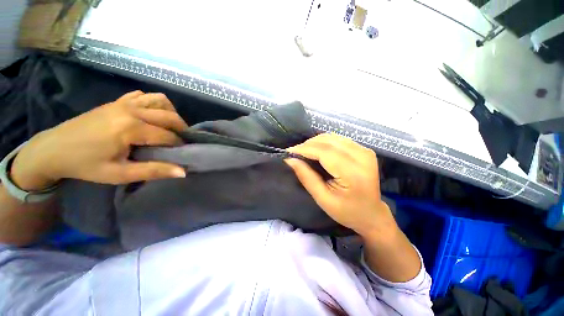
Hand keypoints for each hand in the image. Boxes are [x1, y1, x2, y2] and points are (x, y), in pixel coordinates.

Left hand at [11, 91, 188, 190]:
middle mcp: (131, 110)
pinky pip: (144, 95)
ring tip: (170, 126)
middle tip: (181, 140)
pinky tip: (152, 115)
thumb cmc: (85, 165)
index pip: (168, 135)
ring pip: (160, 100)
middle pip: (169, 115)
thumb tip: (183, 172)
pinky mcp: (117, 101)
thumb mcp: (119, 174)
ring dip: (171, 112)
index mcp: (131, 128)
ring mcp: (123, 102)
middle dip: (182, 128)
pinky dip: (154, 103)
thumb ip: (153, 171)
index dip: (178, 145)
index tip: (181, 153)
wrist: (53, 149)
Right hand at [285, 133, 395, 237]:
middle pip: (328, 141)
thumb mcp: (322, 198)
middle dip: (307, 145)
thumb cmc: (346, 211)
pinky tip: (316, 151)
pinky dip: (324, 142)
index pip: (324, 152)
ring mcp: (365, 151)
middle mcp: (362, 156)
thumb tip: (290, 160)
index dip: (304, 149)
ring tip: (303, 152)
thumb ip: (306, 177)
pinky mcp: (364, 149)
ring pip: (332, 137)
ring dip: (315, 142)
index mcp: (353, 173)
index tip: (288, 152)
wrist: (371, 213)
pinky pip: (338, 140)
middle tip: (294, 153)